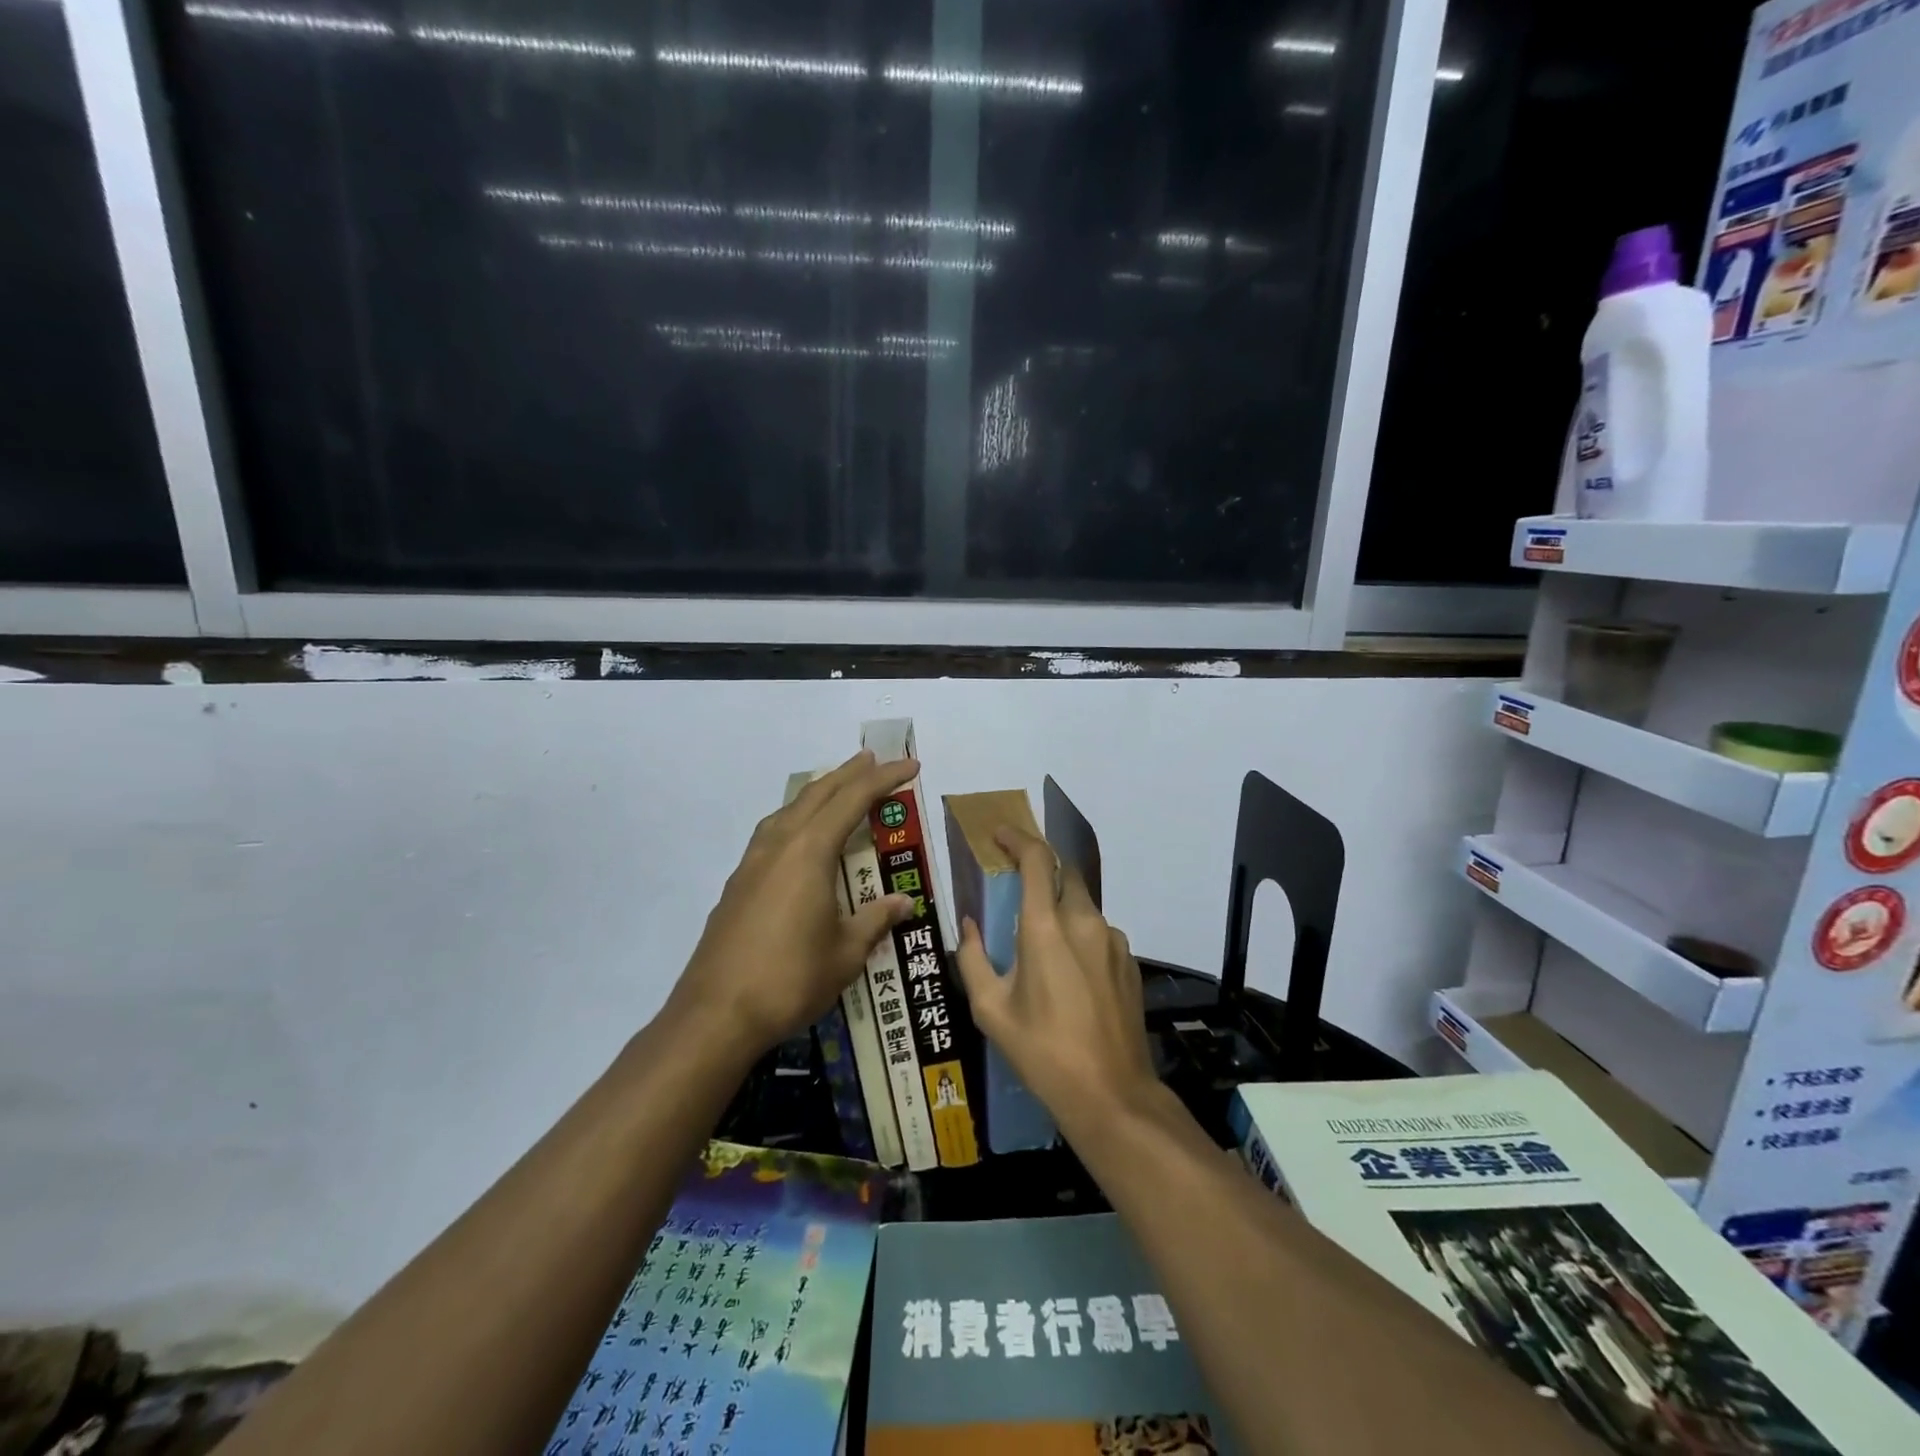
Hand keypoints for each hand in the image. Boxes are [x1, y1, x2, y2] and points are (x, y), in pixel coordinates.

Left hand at [669, 751, 917, 1059]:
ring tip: (837, 789)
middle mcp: (779, 846)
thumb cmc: (790, 979)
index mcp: (809, 852)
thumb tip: (903, 902)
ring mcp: (752, 864)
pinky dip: (795, 819)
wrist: (715, 1015)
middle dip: (848, 774)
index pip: (853, 801)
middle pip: (817, 795)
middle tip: (873, 760)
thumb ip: (875, 920)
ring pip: (788, 811)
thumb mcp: (846, 953)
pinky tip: (799, 838)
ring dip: (817, 794)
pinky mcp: (737, 885)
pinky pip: (772, 833)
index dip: (884, 780)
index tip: (910, 767)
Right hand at [954, 825, 1158, 1125]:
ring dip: (1061, 910)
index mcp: (1046, 927)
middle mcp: (1084, 922)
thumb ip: (974, 958)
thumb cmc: (1042, 1051)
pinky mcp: (1130, 962)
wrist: (1111, 1094)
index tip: (1000, 835)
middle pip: (1065, 874)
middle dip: (1042, 873)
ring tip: (1043, 947)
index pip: (1037, 859)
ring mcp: (1114, 941)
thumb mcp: (991, 1010)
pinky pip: (1100, 933)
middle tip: (1018, 893)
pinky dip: (1081, 937)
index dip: (1018, 838)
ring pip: (1084, 905)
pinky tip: (1070, 975)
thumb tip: (969, 925)